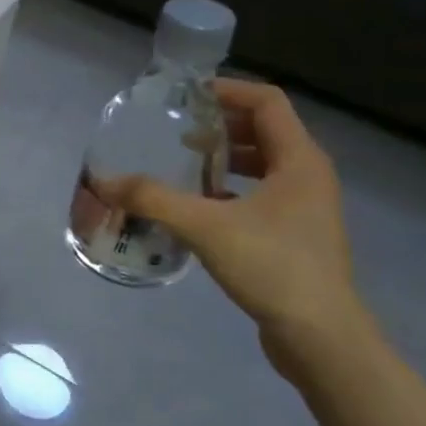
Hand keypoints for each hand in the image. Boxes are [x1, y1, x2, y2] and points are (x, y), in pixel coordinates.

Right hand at [93, 79, 370, 380]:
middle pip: (264, 129)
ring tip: (184, 161)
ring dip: (225, 156)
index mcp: (300, 160)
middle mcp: (309, 175)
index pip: (267, 102)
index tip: (185, 96)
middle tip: (176, 129)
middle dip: (220, 124)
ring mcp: (306, 206)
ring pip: (264, 163)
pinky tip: (199, 204)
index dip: (227, 90)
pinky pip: (262, 192)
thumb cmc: (272, 266)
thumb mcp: (205, 227)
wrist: (320, 336)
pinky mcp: (296, 233)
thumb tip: (104, 182)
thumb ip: (153, 199)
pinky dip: (231, 187)